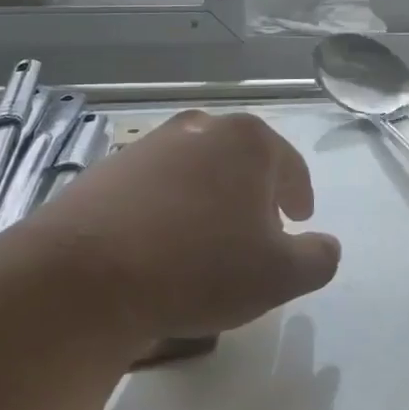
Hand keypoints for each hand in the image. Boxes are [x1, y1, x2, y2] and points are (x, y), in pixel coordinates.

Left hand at [0, 111, 341, 362]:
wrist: (83, 279)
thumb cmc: (199, 268)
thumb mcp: (280, 276)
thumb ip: (318, 258)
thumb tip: (325, 246)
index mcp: (247, 141)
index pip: (289, 165)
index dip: (299, 194)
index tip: (300, 220)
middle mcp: (198, 130)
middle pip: (242, 161)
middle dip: (254, 194)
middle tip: (258, 232)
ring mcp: (147, 147)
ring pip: (196, 171)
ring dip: (210, 199)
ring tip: (207, 242)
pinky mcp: (105, 172)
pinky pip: (154, 189)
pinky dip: (168, 210)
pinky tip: (161, 247)